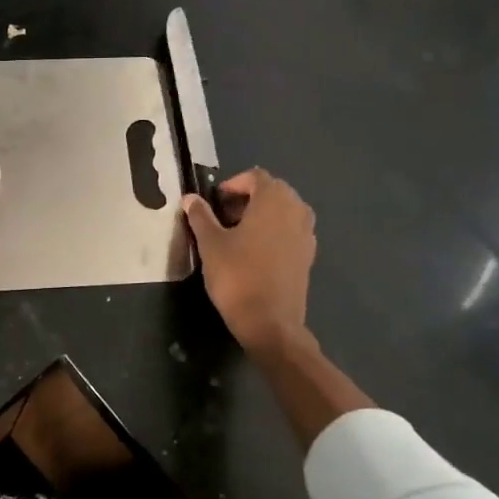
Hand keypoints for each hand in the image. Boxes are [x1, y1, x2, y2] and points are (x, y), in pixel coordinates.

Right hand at [184, 169, 316, 354]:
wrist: (270, 322)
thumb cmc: (237, 276)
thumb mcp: (210, 244)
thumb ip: (200, 217)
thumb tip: (190, 198)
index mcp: (274, 200)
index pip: (256, 176)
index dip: (233, 185)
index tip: (214, 202)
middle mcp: (296, 210)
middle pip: (273, 192)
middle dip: (247, 199)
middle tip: (222, 217)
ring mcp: (306, 234)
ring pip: (283, 212)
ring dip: (261, 216)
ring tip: (237, 235)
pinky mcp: (308, 256)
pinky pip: (290, 232)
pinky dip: (273, 233)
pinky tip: (254, 253)